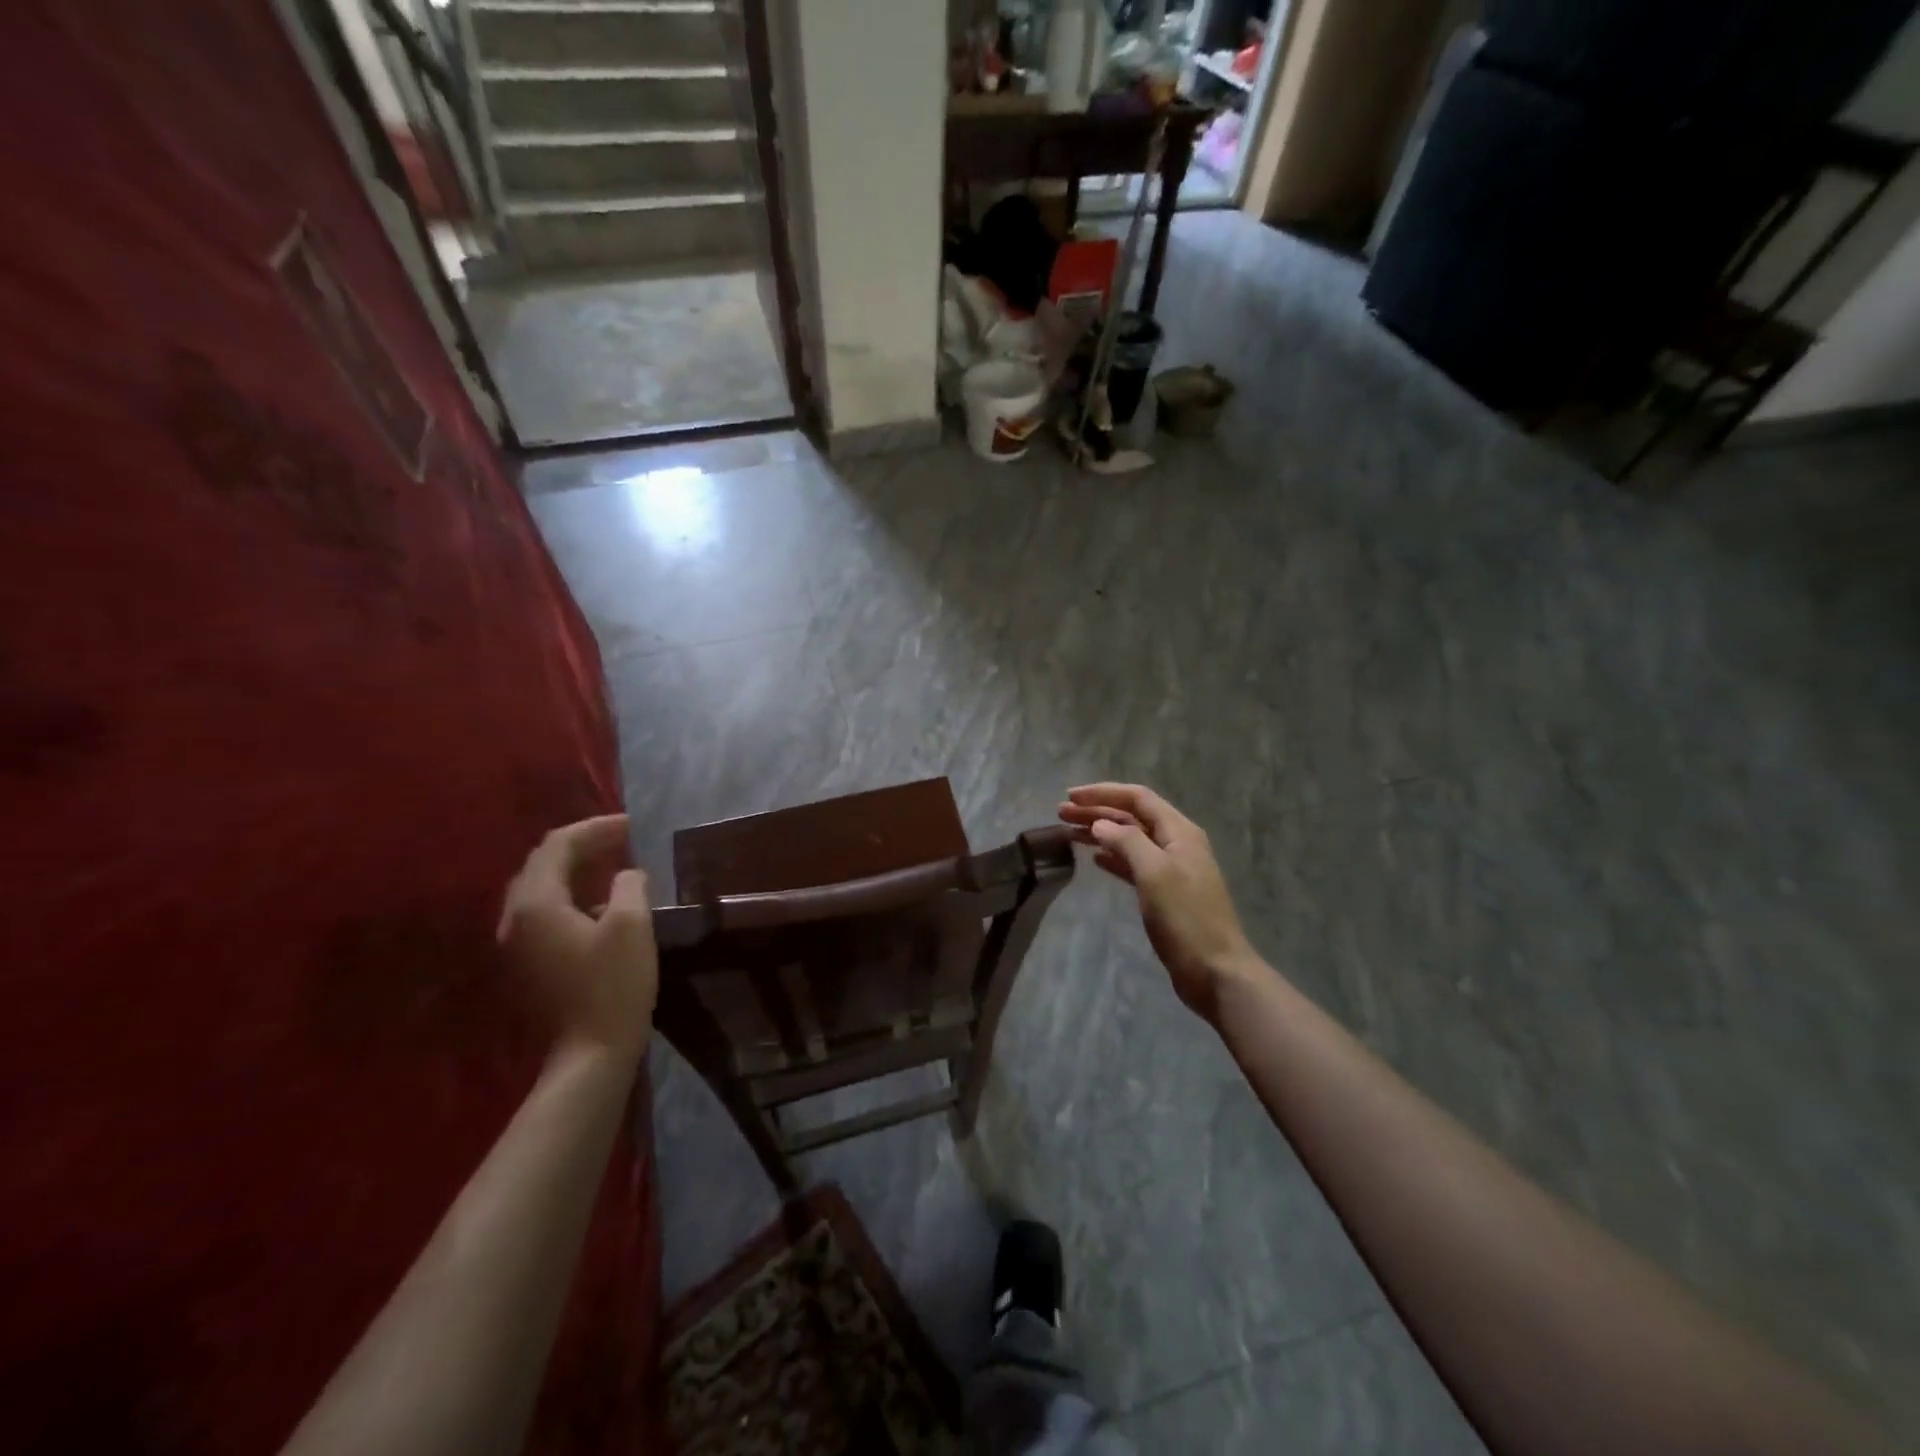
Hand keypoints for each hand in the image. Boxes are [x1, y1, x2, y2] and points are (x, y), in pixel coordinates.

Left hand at [497, 814, 657, 1060]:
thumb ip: (628, 886)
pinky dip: (570, 895)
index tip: (632, 825)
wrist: (590, 1053)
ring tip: (613, 863)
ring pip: (541, 890)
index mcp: (536, 904)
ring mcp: (515, 945)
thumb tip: (626, 875)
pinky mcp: (526, 964)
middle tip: (622, 839)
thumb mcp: (631, 925)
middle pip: (542, 864)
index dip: (595, 828)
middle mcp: (514, 919)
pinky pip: (544, 913)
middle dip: (583, 845)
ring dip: (575, 870)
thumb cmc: (613, 985)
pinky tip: (600, 903)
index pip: (558, 845)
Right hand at [1059, 783, 1262, 1019]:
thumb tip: (1100, 825)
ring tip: (1069, 833)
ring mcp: (1172, 869)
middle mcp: (1176, 843)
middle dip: (1097, 811)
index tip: (1071, 796)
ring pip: (1130, 840)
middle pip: (1132, 817)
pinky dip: (1113, 857)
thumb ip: (1127, 842)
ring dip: (1101, 833)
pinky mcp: (1165, 893)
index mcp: (1179, 832)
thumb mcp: (1155, 873)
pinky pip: (1134, 864)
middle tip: (1061, 813)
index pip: (1138, 798)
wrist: (1216, 971)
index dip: (1103, 793)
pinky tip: (1095, 859)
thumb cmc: (1185, 918)